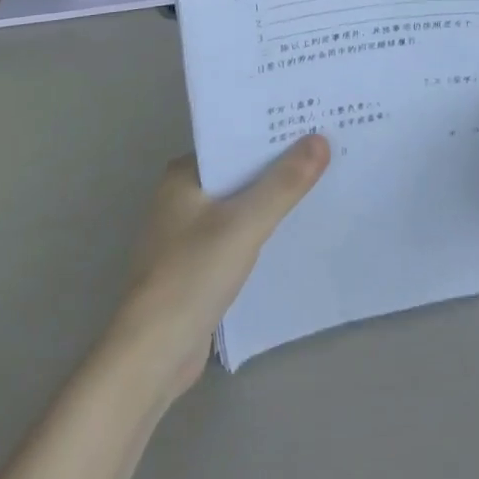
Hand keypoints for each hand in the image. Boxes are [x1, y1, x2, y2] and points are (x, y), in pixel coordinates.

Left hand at [109, 137, 328, 401]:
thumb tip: (321, 139)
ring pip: (239, 204)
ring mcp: (187, 233)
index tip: (311, 122)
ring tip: (319, 182)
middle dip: (277, 165)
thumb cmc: (192, 275)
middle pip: (239, 171)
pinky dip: (260, 228)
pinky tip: (291, 228)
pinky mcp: (196, 265)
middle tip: (326, 149)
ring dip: (271, 198)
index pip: (234, 140)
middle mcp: (181, 197)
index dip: (272, 133)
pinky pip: (237, 233)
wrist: (153, 355)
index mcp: (184, 175)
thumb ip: (284, 183)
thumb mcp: (245, 224)